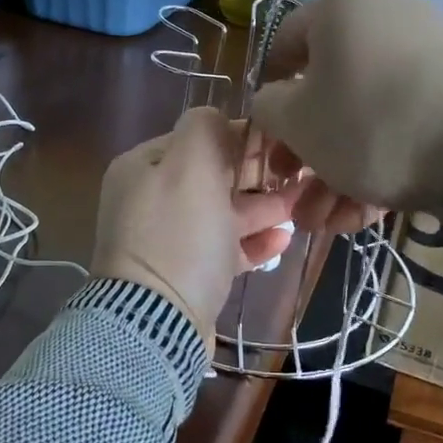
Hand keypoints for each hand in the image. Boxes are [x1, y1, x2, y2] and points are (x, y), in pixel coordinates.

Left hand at [91, 107, 298, 332]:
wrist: (158, 323)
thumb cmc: (179, 236)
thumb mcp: (191, 166)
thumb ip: (206, 129)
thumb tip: (219, 119)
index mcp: (142, 168)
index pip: (196, 139)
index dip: (238, 138)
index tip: (279, 143)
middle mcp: (148, 200)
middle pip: (210, 177)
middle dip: (254, 176)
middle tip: (298, 175)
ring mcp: (165, 241)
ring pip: (220, 215)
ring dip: (260, 209)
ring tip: (299, 208)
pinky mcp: (184, 276)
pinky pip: (221, 250)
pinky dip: (251, 243)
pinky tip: (283, 240)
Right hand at [248, 0, 442, 215]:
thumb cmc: (367, 123)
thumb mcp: (294, 121)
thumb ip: (267, 108)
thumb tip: (274, 102)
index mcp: (338, 8)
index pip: (282, 46)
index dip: (268, 98)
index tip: (269, 142)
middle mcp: (384, 16)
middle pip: (327, 90)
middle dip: (306, 154)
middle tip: (297, 194)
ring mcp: (428, 51)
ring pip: (365, 116)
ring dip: (338, 172)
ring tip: (329, 222)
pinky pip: (404, 121)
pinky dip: (382, 161)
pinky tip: (366, 213)